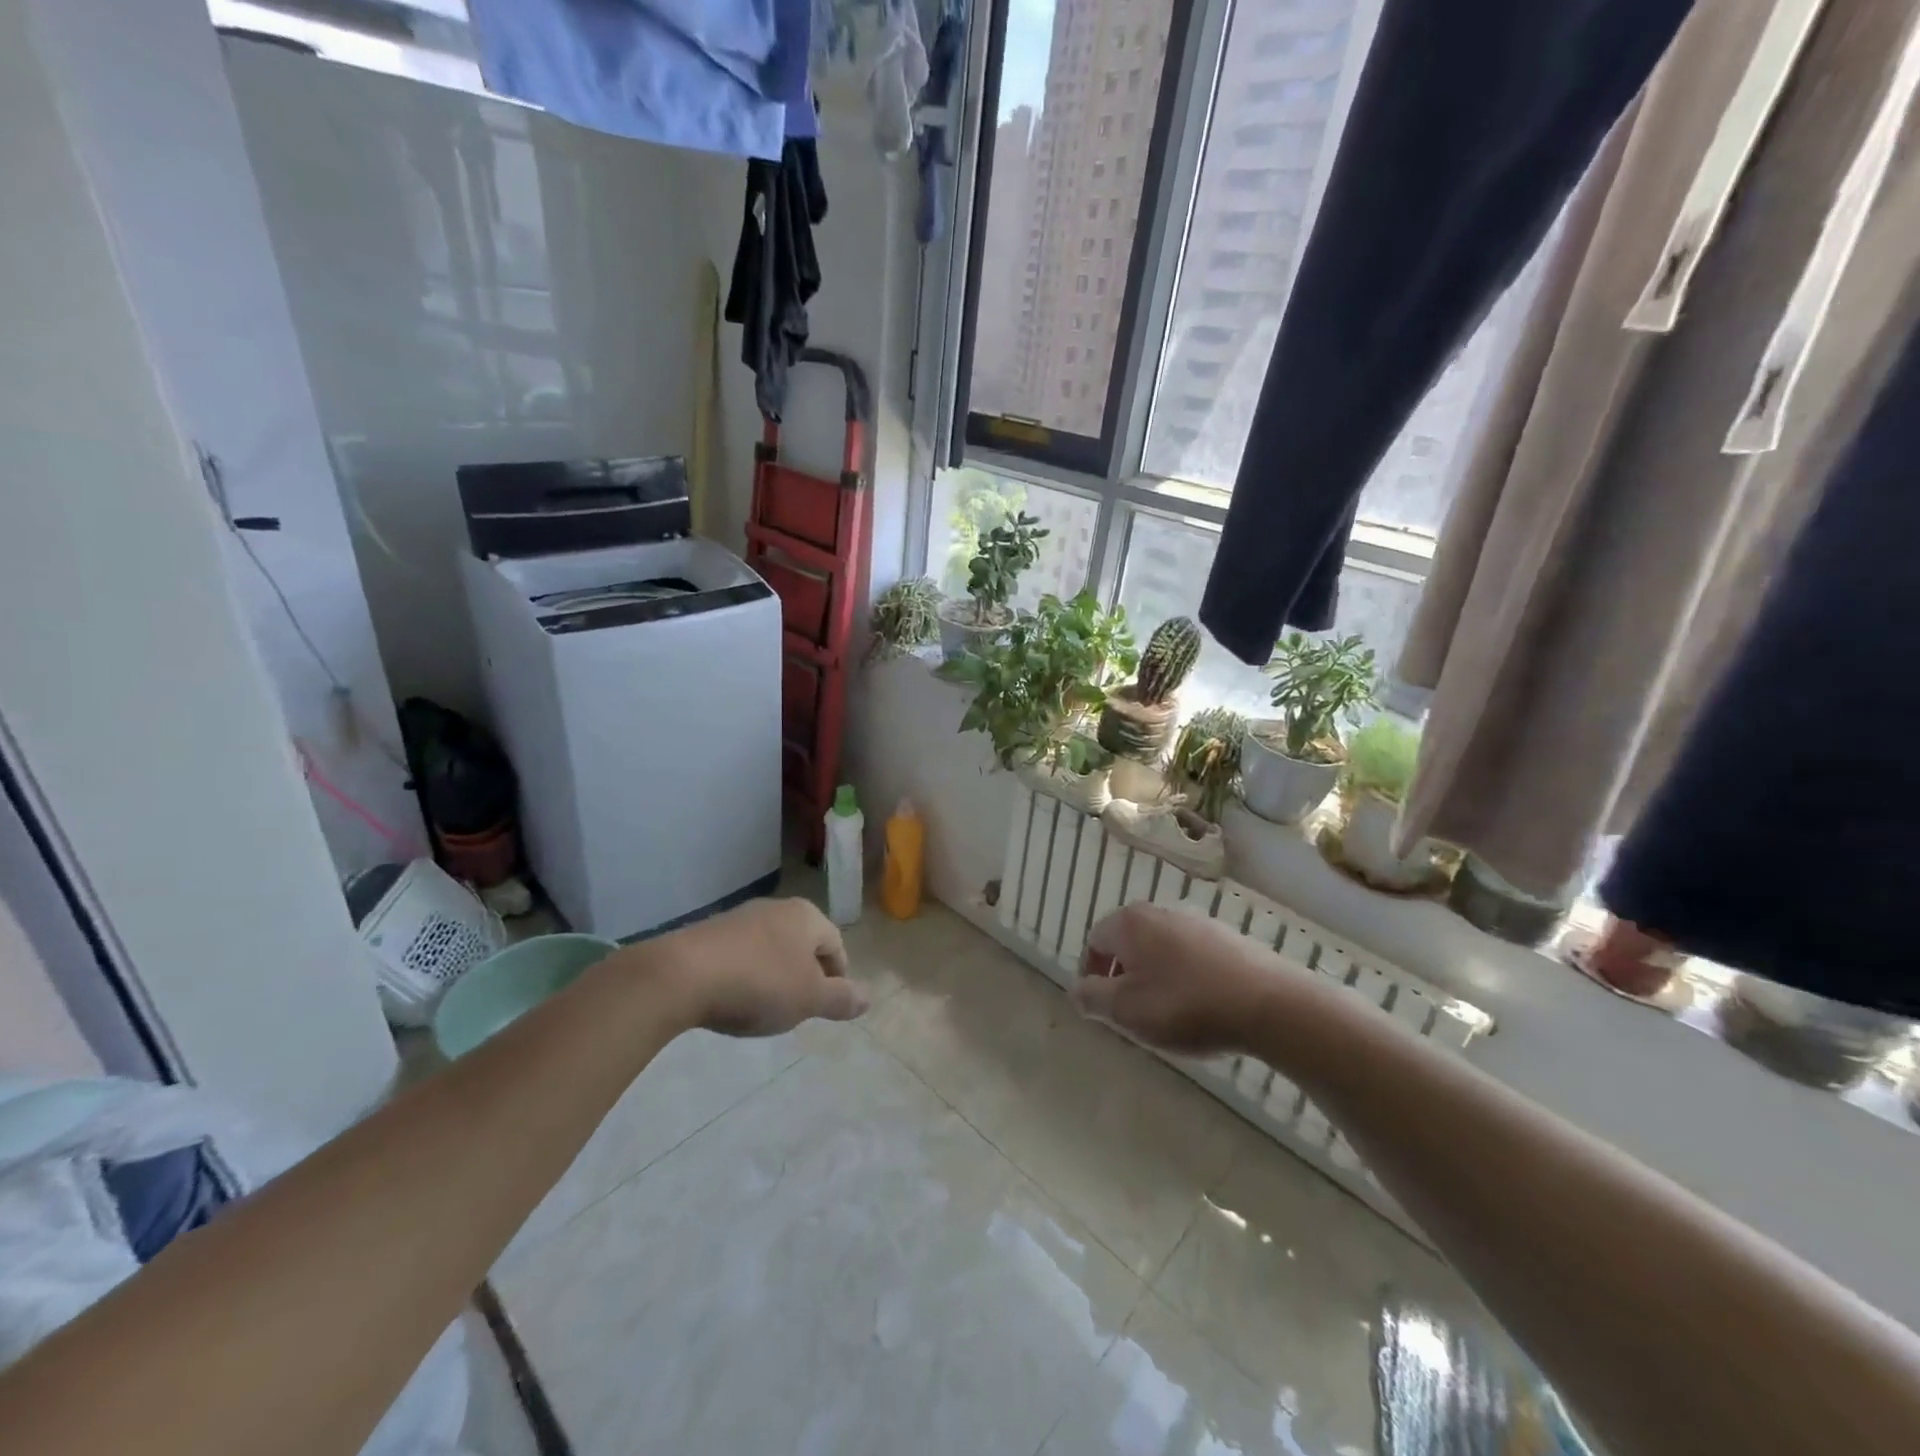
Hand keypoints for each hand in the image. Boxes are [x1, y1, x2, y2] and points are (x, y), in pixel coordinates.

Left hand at [639, 897, 867, 1036]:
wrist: (681, 975)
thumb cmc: (759, 984)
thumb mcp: (809, 1000)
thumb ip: (841, 999)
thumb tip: (868, 998)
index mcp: (807, 916)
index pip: (836, 945)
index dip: (838, 978)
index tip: (827, 1007)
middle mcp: (777, 908)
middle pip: (803, 944)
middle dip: (804, 975)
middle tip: (797, 1008)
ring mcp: (740, 917)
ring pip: (771, 948)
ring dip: (774, 975)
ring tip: (763, 1007)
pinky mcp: (708, 932)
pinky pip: (740, 954)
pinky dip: (744, 974)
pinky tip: (732, 998)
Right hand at [1072, 902, 1277, 1055]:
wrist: (1269, 1005)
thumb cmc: (1186, 1006)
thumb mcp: (1127, 1011)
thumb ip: (1092, 998)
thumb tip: (1076, 989)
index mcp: (1130, 923)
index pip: (1093, 941)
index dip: (1091, 976)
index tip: (1103, 1008)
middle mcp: (1159, 912)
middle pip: (1127, 943)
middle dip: (1123, 976)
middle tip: (1133, 1014)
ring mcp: (1197, 921)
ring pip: (1159, 949)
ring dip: (1154, 977)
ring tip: (1168, 1015)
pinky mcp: (1227, 937)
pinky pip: (1190, 956)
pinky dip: (1185, 977)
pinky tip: (1200, 1006)